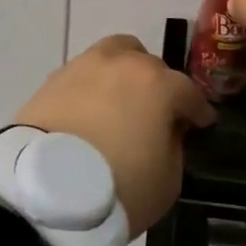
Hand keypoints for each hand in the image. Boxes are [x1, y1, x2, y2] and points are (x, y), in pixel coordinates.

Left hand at [14, 35, 216, 237]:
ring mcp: (83, 66)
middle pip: (149, 66)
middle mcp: (122, 63)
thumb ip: (173, 146)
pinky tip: (90, 111)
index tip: (201, 124)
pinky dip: (92, 87)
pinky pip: (83, 75)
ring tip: (120, 102)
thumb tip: (164, 131)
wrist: (44, 190)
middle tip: (156, 113)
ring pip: (113, 56)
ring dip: (123, 74)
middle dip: (159, 87)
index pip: (188, 92)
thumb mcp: (168, 179)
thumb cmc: (118, 186)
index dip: (198, 111)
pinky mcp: (52, 80)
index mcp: (158, 84)